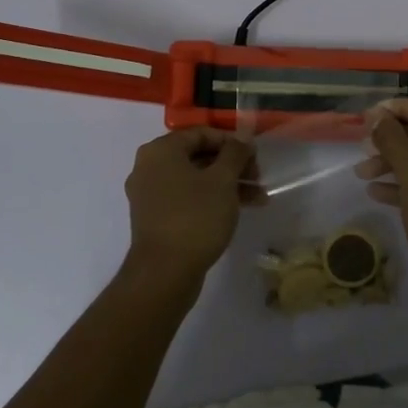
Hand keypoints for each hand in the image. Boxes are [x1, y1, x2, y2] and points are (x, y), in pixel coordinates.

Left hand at [124, 128, 262, 286]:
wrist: (164, 274)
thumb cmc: (195, 217)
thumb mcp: (222, 180)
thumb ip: (235, 154)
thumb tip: (242, 140)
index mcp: (160, 151)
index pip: (201, 133)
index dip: (231, 142)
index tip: (254, 156)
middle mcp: (149, 167)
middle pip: (198, 156)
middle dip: (232, 166)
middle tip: (258, 177)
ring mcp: (150, 195)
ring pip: (195, 180)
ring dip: (227, 185)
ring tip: (258, 198)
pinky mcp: (156, 218)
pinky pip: (186, 199)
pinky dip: (211, 200)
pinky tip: (238, 210)